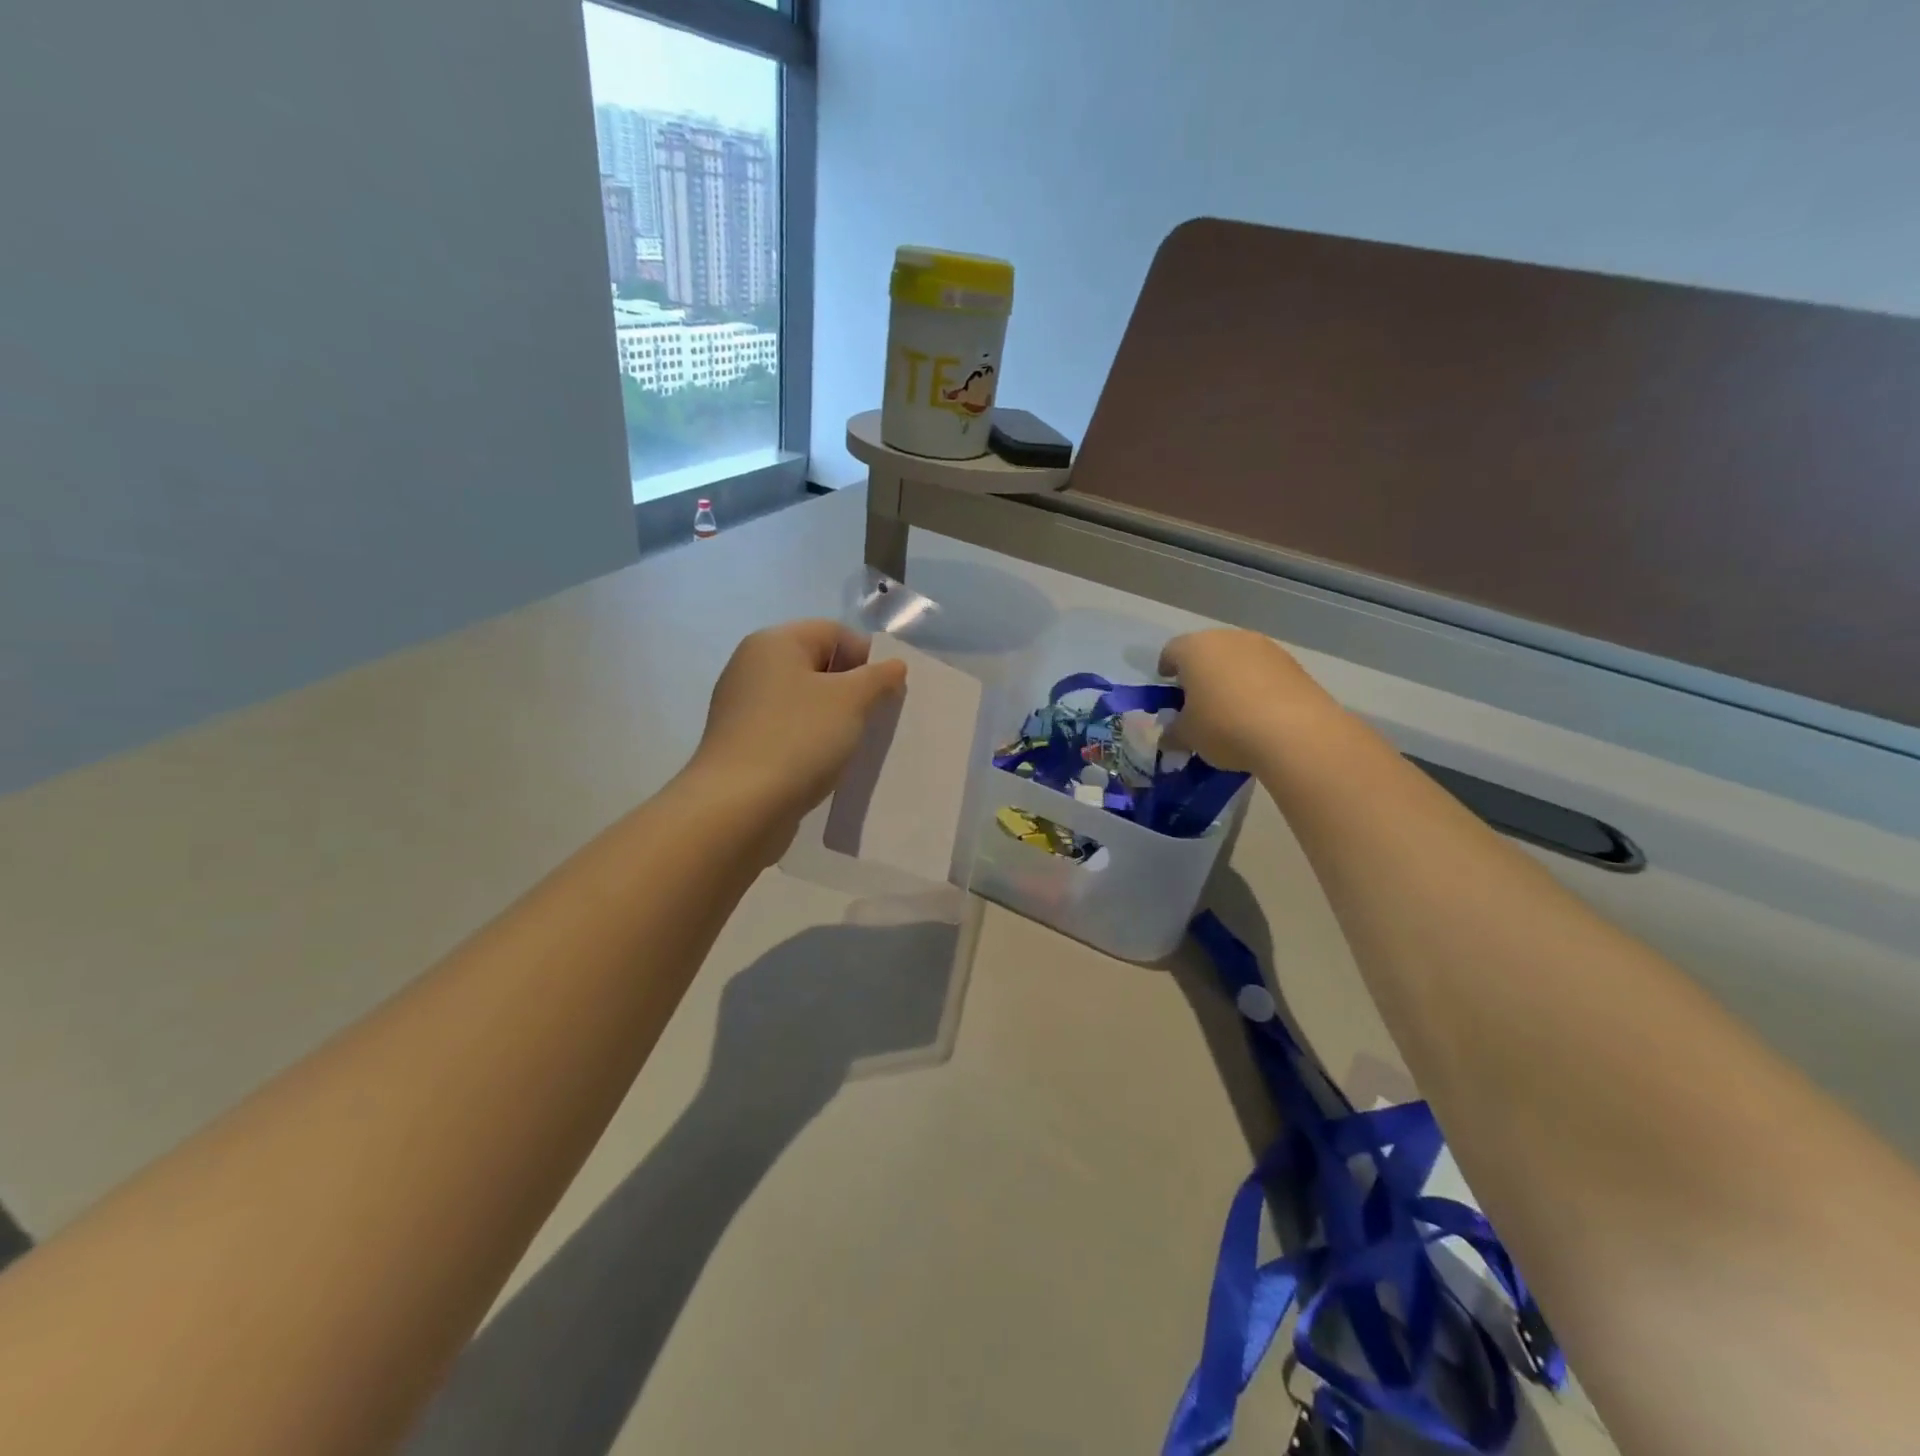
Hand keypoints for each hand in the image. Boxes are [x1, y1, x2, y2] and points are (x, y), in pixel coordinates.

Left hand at [688, 619, 907, 835]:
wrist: (738, 807)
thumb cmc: (798, 739)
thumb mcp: (851, 701)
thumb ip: (878, 677)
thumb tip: (893, 666)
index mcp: (774, 643)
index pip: (833, 632)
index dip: (868, 655)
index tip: (891, 691)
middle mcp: (752, 667)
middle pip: (818, 665)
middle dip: (854, 689)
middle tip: (880, 718)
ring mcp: (743, 708)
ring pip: (805, 702)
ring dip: (836, 719)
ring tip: (858, 745)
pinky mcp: (742, 744)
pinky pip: (789, 731)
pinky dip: (813, 741)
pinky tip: (829, 764)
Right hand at [1158, 628, 1339, 772]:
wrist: (1295, 732)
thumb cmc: (1225, 726)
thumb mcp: (1188, 736)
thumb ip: (1173, 733)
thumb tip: (1170, 737)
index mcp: (1195, 649)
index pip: (1171, 651)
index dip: (1166, 668)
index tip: (1167, 685)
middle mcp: (1229, 638)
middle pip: (1207, 651)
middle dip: (1200, 672)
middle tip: (1197, 699)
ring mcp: (1265, 648)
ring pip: (1237, 659)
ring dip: (1230, 678)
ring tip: (1231, 708)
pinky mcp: (1293, 664)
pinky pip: (1264, 672)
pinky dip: (1256, 686)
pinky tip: (1258, 712)